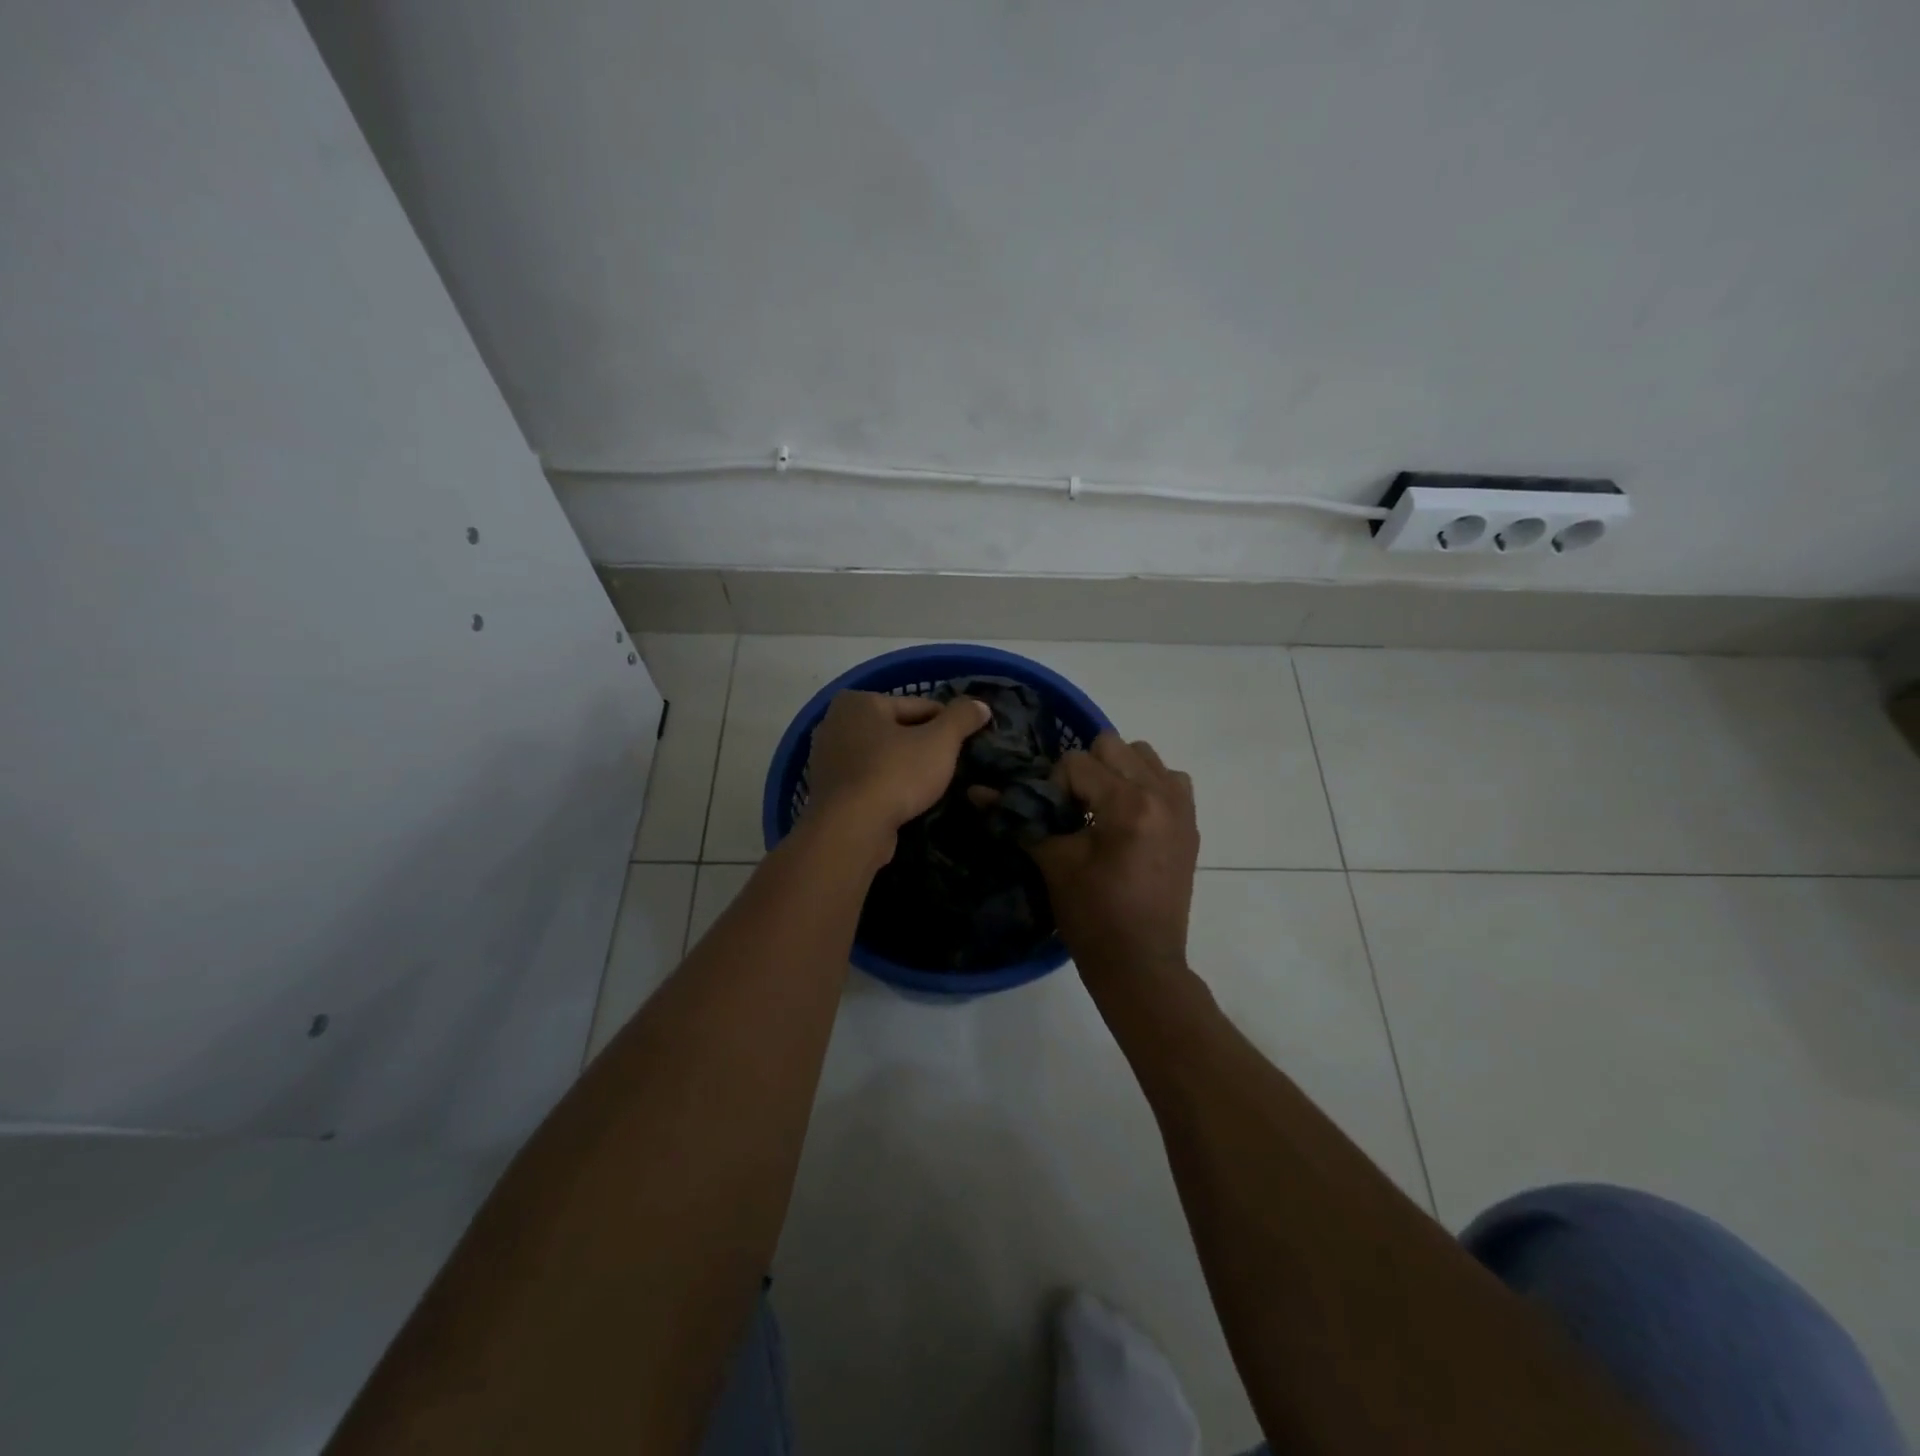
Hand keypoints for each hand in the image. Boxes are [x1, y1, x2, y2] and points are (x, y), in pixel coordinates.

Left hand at [806, 691, 991, 838]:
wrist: (851, 830)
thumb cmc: (895, 774)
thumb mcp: (940, 742)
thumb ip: (962, 718)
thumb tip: (980, 705)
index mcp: (859, 702)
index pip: (918, 706)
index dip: (948, 725)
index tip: (966, 744)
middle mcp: (835, 723)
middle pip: (898, 731)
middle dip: (924, 746)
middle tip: (952, 767)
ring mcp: (827, 759)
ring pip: (883, 757)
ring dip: (906, 768)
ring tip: (933, 787)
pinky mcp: (829, 791)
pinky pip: (869, 781)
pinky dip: (888, 787)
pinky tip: (907, 802)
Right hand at [1029, 733, 1199, 982]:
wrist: (1140, 965)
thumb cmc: (1093, 917)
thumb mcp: (1054, 863)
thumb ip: (1021, 819)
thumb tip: (976, 791)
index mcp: (1128, 804)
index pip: (1076, 762)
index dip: (1052, 785)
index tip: (1050, 817)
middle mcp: (1161, 794)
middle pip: (1112, 746)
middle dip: (1085, 771)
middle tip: (1074, 808)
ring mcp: (1182, 807)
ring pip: (1143, 755)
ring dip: (1117, 772)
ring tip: (1103, 810)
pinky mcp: (1190, 823)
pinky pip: (1169, 779)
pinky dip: (1147, 785)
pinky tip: (1130, 817)